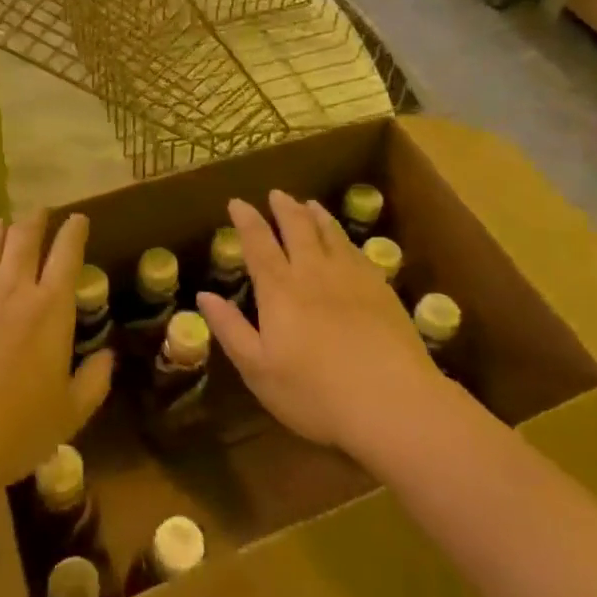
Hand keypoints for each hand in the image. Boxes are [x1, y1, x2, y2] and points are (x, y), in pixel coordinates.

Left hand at [0, 213, 113, 508]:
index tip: (78, 219)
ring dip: (0, 231)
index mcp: (50, 308)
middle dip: (36, 220)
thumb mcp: (67, 417)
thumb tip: (108, 355)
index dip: (74, 231)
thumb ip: (93, 382)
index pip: (67, 254)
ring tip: (3, 225)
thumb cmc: (9, 431)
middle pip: (25, 237)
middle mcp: (12, 287)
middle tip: (40, 213)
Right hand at [197, 191, 442, 459]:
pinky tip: (344, 240)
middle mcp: (313, 272)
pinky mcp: (381, 289)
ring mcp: (351, 277)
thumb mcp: (259, 369)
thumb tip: (204, 294)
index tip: (237, 202)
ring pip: (330, 233)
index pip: (258, 243)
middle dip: (283, 208)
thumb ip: (231, 329)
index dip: (246, 220)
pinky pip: (356, 251)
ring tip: (308, 204)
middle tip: (276, 194)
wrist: (393, 403)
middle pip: (297, 228)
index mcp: (279, 289)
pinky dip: (343, 237)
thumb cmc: (316, 393)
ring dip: (315, 215)